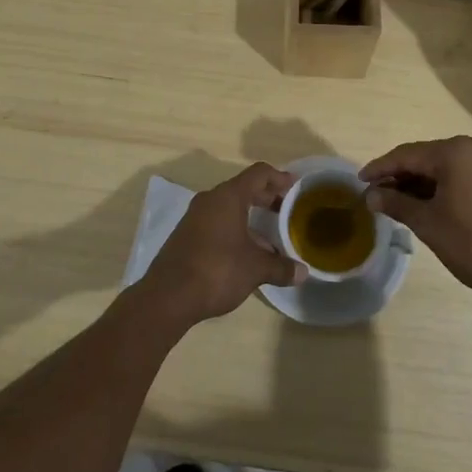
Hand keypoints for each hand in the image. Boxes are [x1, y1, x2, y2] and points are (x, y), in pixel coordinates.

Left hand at [142, 162, 305, 324]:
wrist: (167, 297)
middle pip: (244, 188)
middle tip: (287, 209)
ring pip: (229, 206)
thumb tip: (303, 272)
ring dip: (251, 215)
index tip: (295, 187)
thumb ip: (281, 267)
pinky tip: (247, 251)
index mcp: (228, 197)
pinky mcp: (187, 235)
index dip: (279, 177)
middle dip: (267, 197)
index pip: (258, 174)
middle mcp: (210, 200)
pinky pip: (217, 221)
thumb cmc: (217, 270)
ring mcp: (195, 217)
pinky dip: (236, 228)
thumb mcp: (255, 269)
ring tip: (271, 235)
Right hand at [361, 135, 471, 308]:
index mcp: (456, 151)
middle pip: (427, 157)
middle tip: (377, 194)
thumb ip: (397, 203)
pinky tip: (429, 202)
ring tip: (398, 201)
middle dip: (401, 176)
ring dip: (422, 182)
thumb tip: (371, 195)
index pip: (407, 155)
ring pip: (446, 166)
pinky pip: (464, 173)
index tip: (359, 181)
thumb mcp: (429, 224)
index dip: (380, 168)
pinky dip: (444, 185)